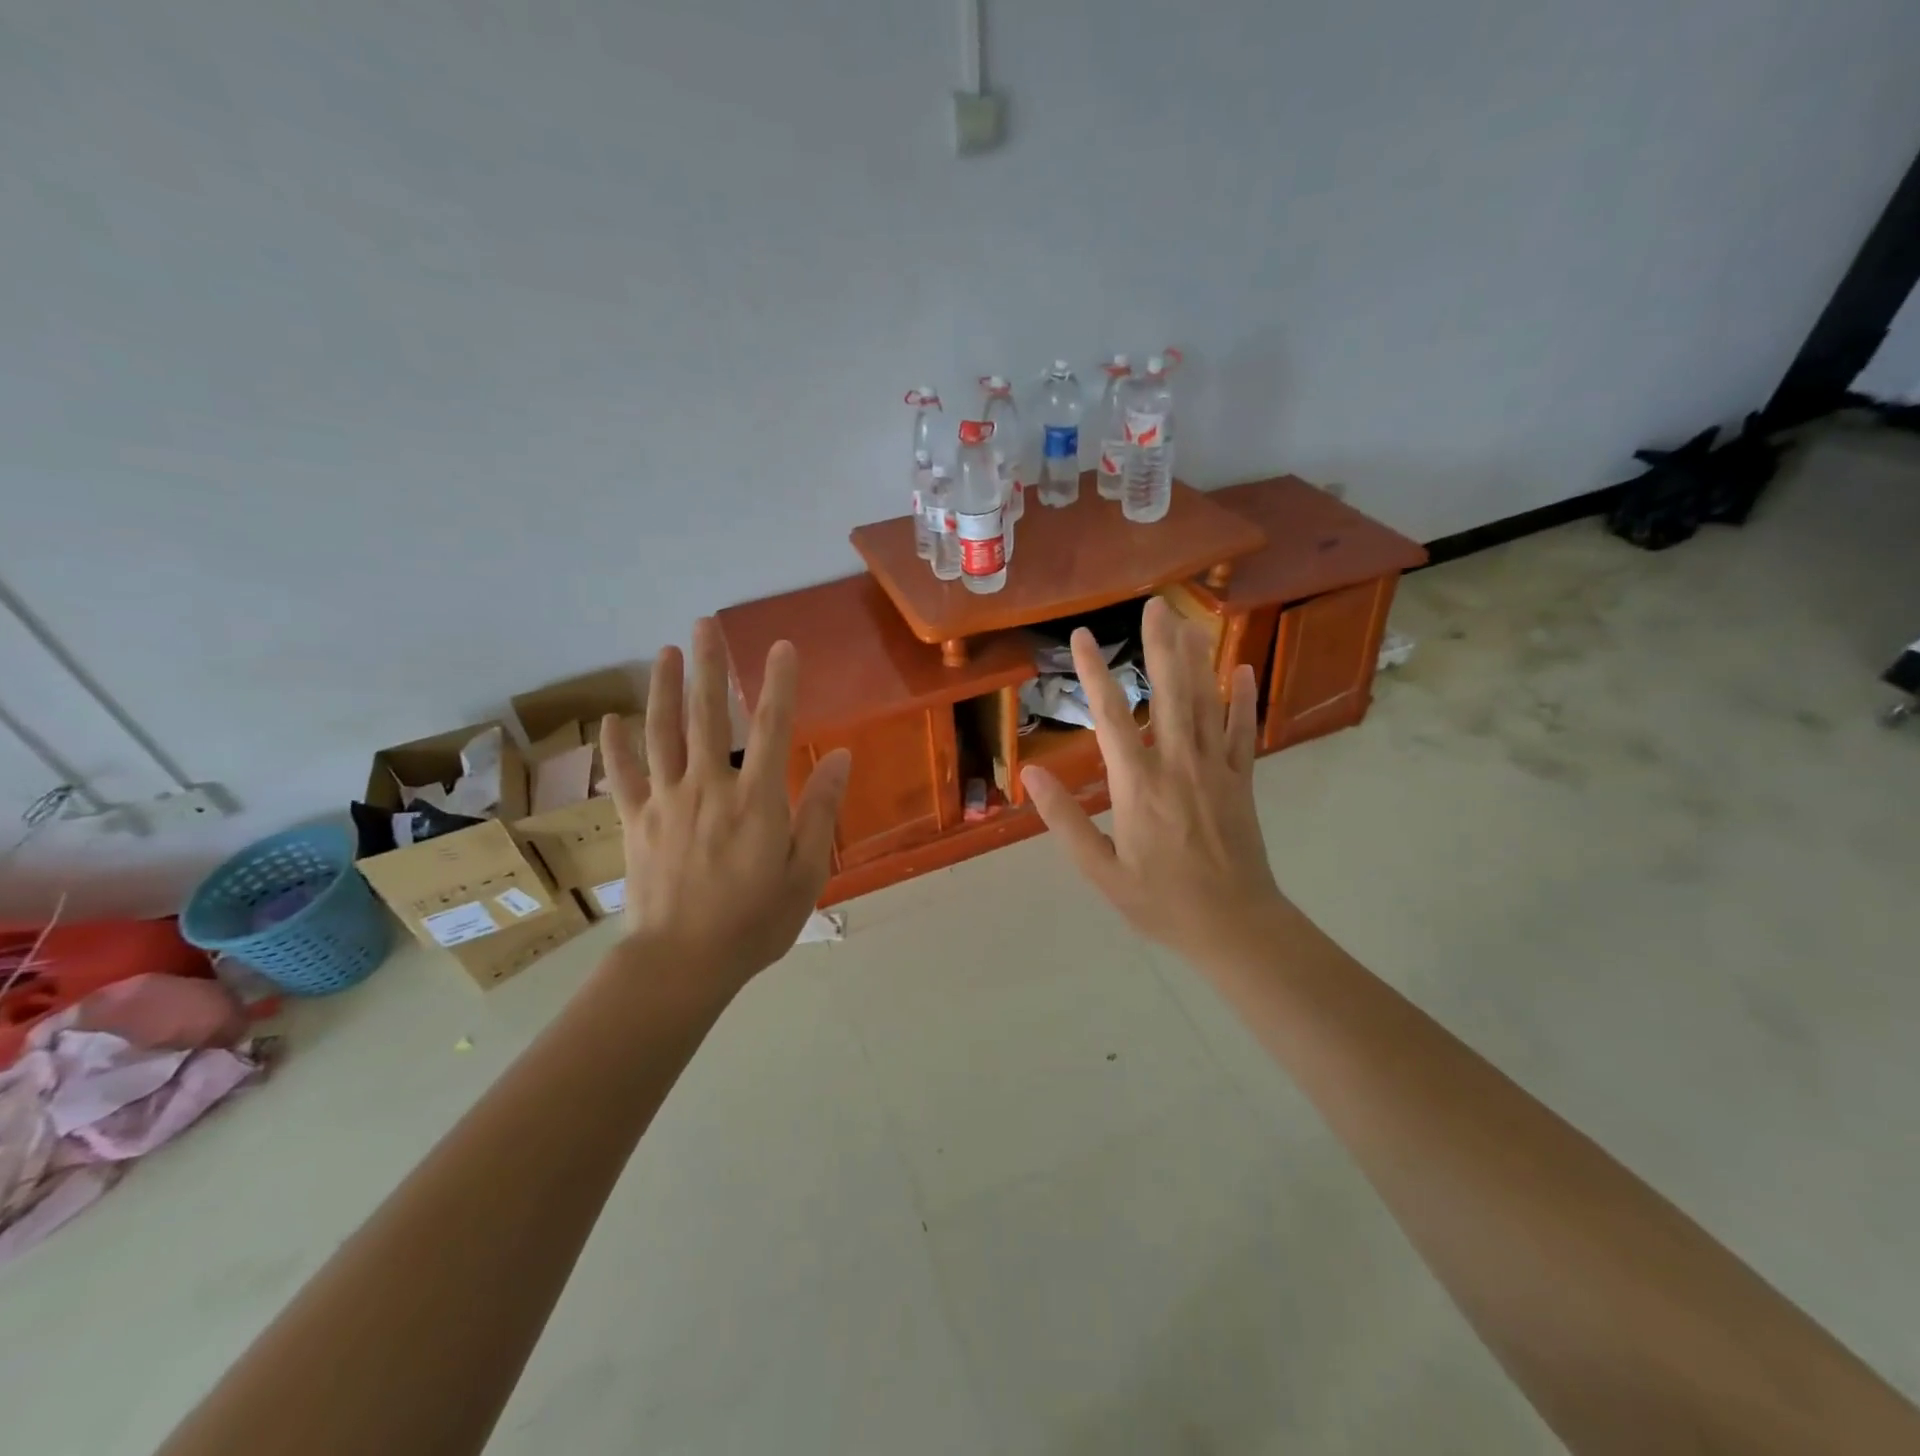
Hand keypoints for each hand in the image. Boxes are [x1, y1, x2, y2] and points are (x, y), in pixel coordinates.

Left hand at [598, 619, 850, 989]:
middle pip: (710, 716)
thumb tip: (841, 756)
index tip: (782, 647)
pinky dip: (616, 746)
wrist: (682, 963)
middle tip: (706, 625)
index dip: (780, 683)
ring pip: (664, 733)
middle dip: (709, 667)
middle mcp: (710, 787)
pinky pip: (624, 776)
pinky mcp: (636, 822)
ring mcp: (667, 802)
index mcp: (757, 800)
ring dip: (665, 689)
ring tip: (665, 652)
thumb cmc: (755, 922)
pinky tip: (612, 719)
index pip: (774, 727)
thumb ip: (821, 810)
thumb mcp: (805, 872)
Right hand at [1021, 597, 1287, 969]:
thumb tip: (1030, 773)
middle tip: (1154, 605)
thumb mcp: (1100, 870)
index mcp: (1138, 786)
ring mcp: (1216, 769)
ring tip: (1188, 620)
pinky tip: (1241, 668)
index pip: (1111, 717)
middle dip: (1159, 646)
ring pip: (1206, 703)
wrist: (1235, 926)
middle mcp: (1178, 765)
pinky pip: (1244, 731)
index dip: (1095, 674)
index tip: (1082, 638)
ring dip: (1196, 658)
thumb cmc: (1160, 901)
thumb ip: (1065, 820)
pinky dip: (1242, 698)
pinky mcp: (1242, 780)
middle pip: (1170, 693)